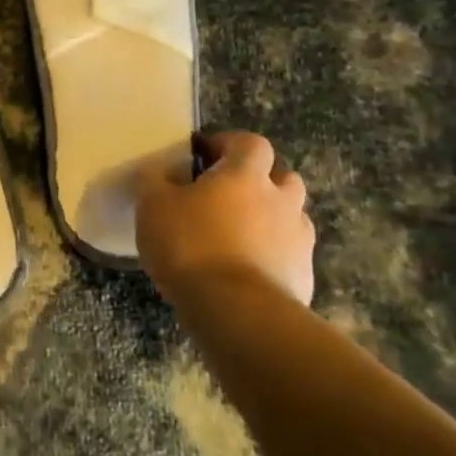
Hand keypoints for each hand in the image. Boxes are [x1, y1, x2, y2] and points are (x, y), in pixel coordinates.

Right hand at [136, 131, 315, 305]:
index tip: (206, 156)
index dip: (229, 144)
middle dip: (260, 182)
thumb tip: (160, 170)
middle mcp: (280, 200)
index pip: (250, 143)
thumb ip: (154, 180)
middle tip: (228, 197)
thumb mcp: (152, 205)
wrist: (237, 312)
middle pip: (283, 178)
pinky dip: (273, 258)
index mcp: (245, 174)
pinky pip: (289, 256)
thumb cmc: (191, 245)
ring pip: (291, 218)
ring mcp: (298, 240)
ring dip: (270, 220)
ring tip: (238, 237)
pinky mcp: (303, 278)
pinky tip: (247, 274)